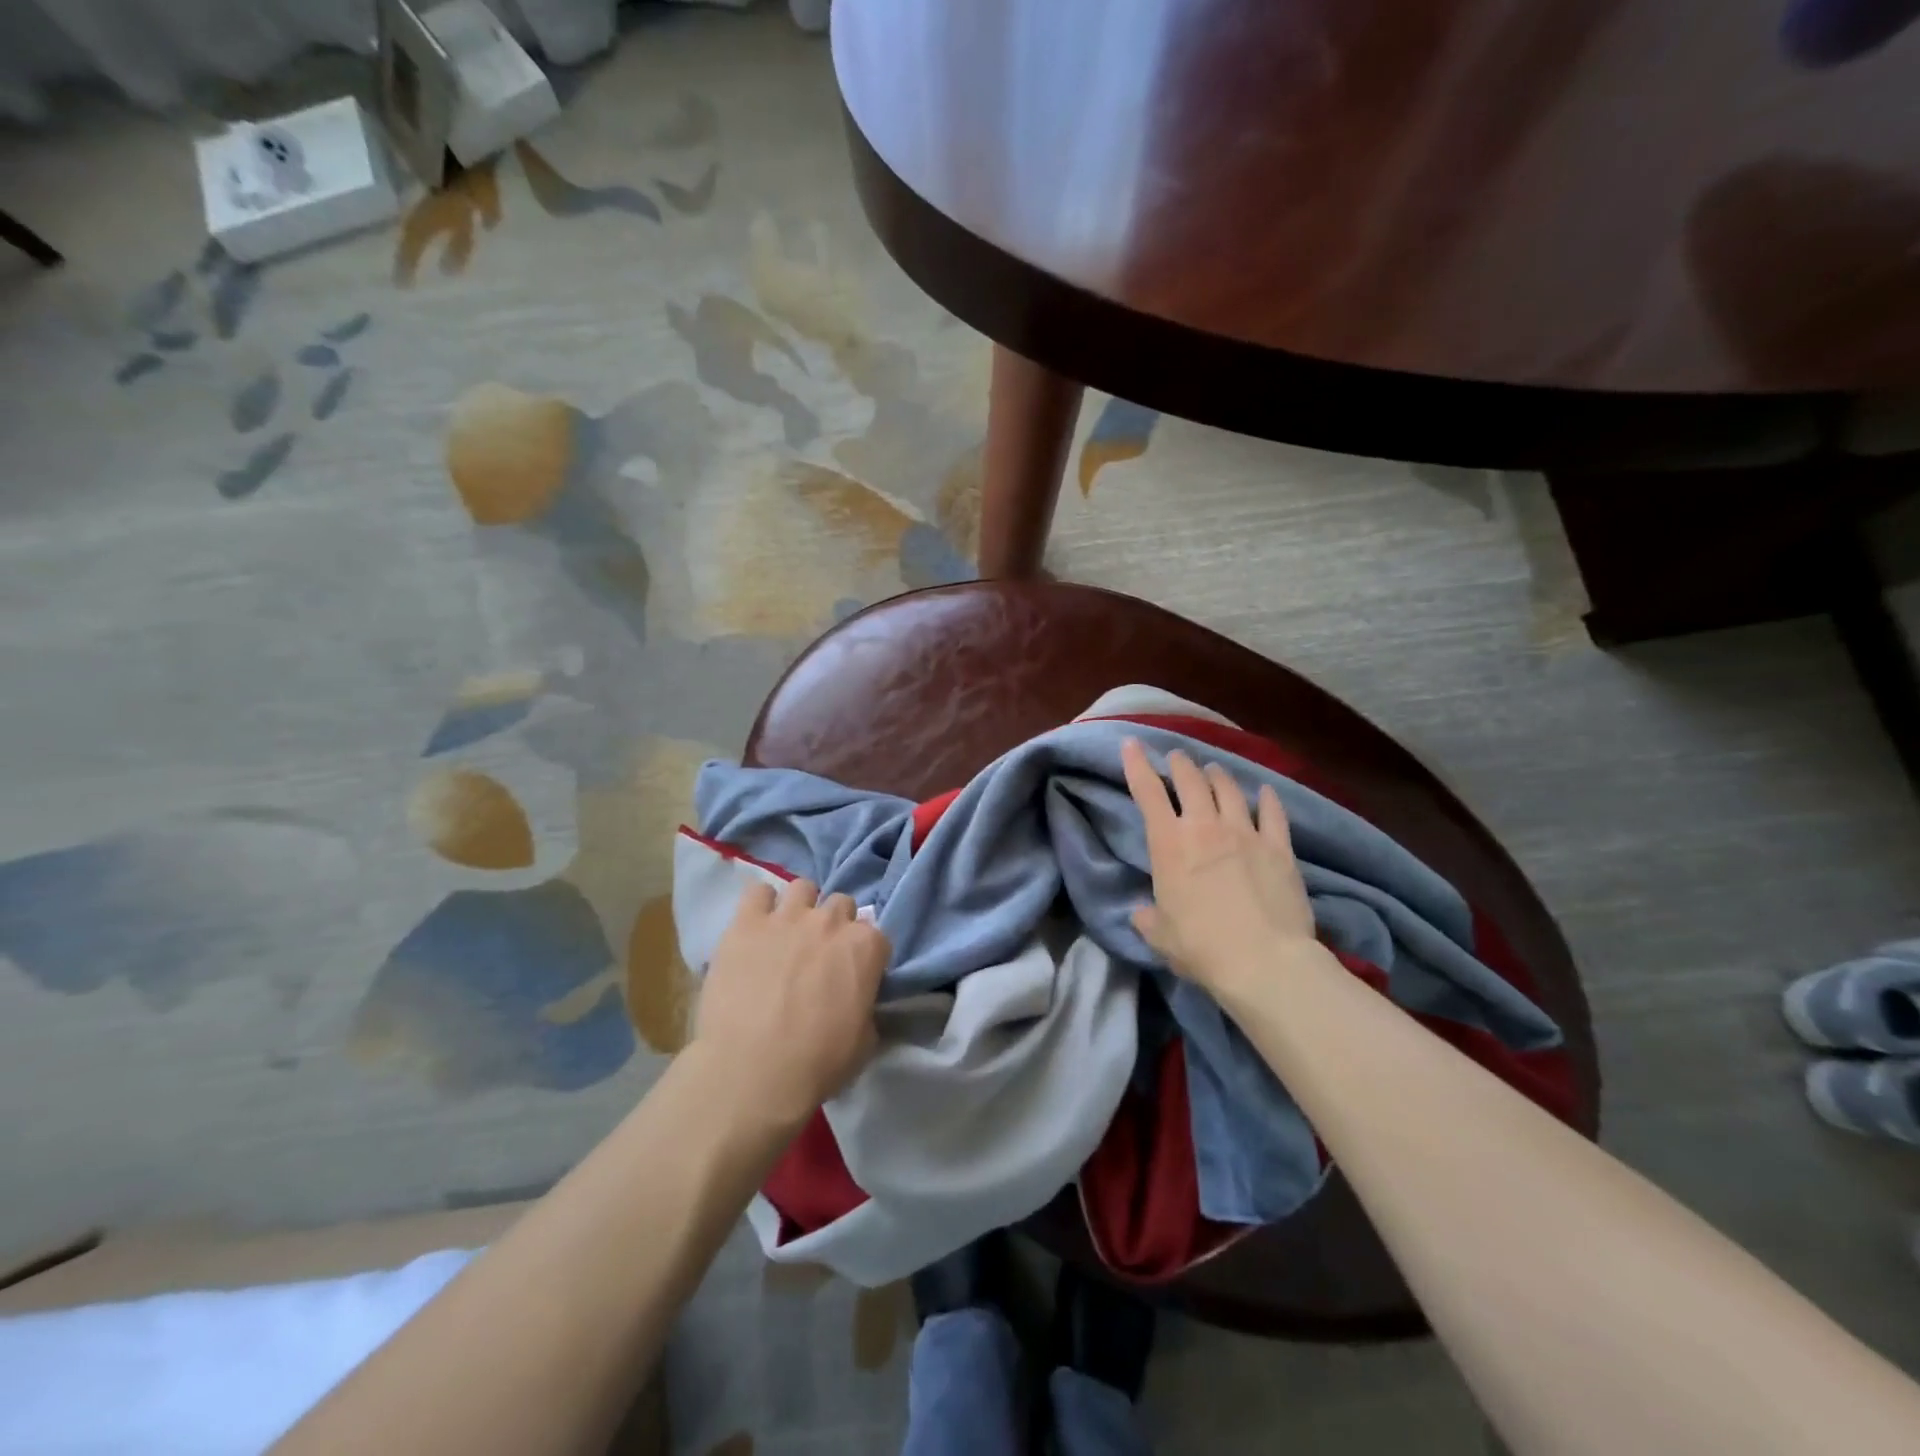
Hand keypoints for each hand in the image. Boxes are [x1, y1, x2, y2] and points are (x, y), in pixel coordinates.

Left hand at [694, 878, 889, 1129]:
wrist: (752, 1072)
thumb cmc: (817, 1064)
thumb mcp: (865, 1041)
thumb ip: (866, 1006)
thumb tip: (857, 1000)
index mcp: (866, 947)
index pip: (875, 935)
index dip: (864, 955)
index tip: (852, 975)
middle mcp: (830, 921)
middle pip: (840, 904)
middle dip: (834, 926)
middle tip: (818, 956)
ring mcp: (787, 917)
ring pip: (803, 888)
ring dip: (800, 908)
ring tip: (786, 936)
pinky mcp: (746, 923)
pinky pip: (757, 893)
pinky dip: (760, 906)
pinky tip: (755, 929)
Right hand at [1121, 737, 1317, 995]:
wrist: (1263, 960)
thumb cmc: (1201, 947)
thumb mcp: (1160, 935)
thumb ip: (1148, 918)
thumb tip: (1143, 914)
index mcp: (1168, 843)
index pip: (1147, 792)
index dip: (1137, 764)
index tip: (1132, 743)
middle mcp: (1205, 827)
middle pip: (1191, 779)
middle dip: (1180, 764)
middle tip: (1177, 758)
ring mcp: (1245, 832)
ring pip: (1229, 788)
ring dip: (1217, 775)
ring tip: (1213, 770)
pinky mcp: (1279, 847)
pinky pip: (1273, 812)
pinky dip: (1267, 799)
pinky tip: (1265, 792)